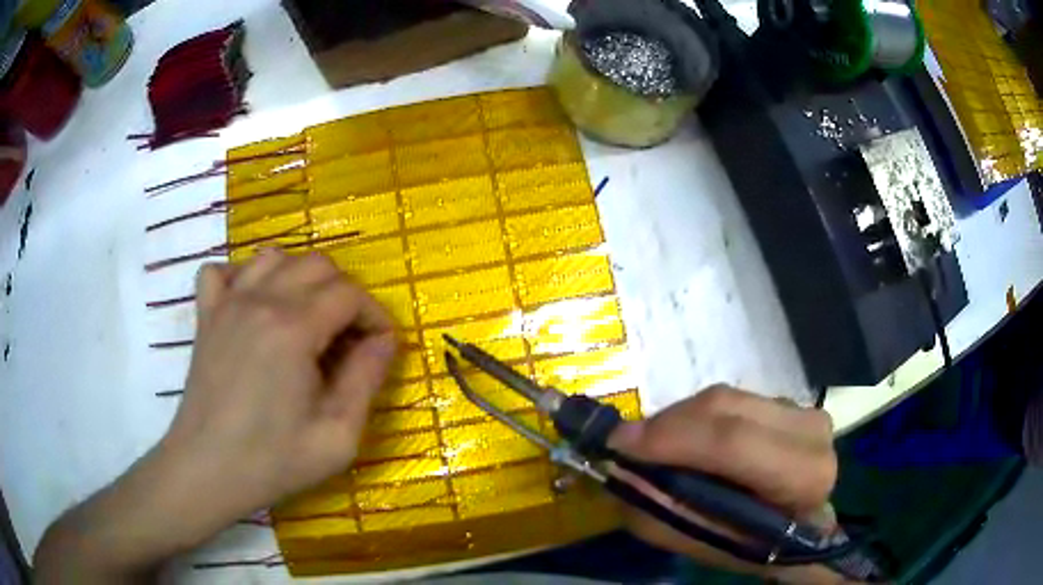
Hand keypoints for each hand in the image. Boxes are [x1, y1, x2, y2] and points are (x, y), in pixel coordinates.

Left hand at [164, 249, 397, 529]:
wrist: (208, 470)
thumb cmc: (273, 460)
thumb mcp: (337, 436)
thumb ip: (367, 380)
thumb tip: (384, 341)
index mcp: (294, 329)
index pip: (349, 293)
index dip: (374, 315)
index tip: (381, 346)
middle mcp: (260, 301)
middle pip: (316, 265)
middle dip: (344, 294)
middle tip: (349, 337)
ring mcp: (227, 303)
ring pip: (274, 258)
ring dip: (300, 279)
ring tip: (307, 318)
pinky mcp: (206, 315)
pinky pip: (223, 271)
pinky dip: (243, 276)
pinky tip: (253, 305)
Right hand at [608, 386, 847, 584]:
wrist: (801, 527)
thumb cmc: (756, 545)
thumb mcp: (703, 544)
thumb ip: (661, 511)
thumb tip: (618, 468)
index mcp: (802, 476)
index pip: (733, 442)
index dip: (671, 438)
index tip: (618, 444)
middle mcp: (809, 431)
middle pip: (724, 408)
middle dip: (666, 425)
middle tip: (626, 445)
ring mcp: (802, 409)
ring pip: (724, 398)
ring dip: (679, 420)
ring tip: (654, 447)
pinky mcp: (789, 401)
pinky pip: (731, 399)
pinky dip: (698, 417)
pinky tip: (686, 440)